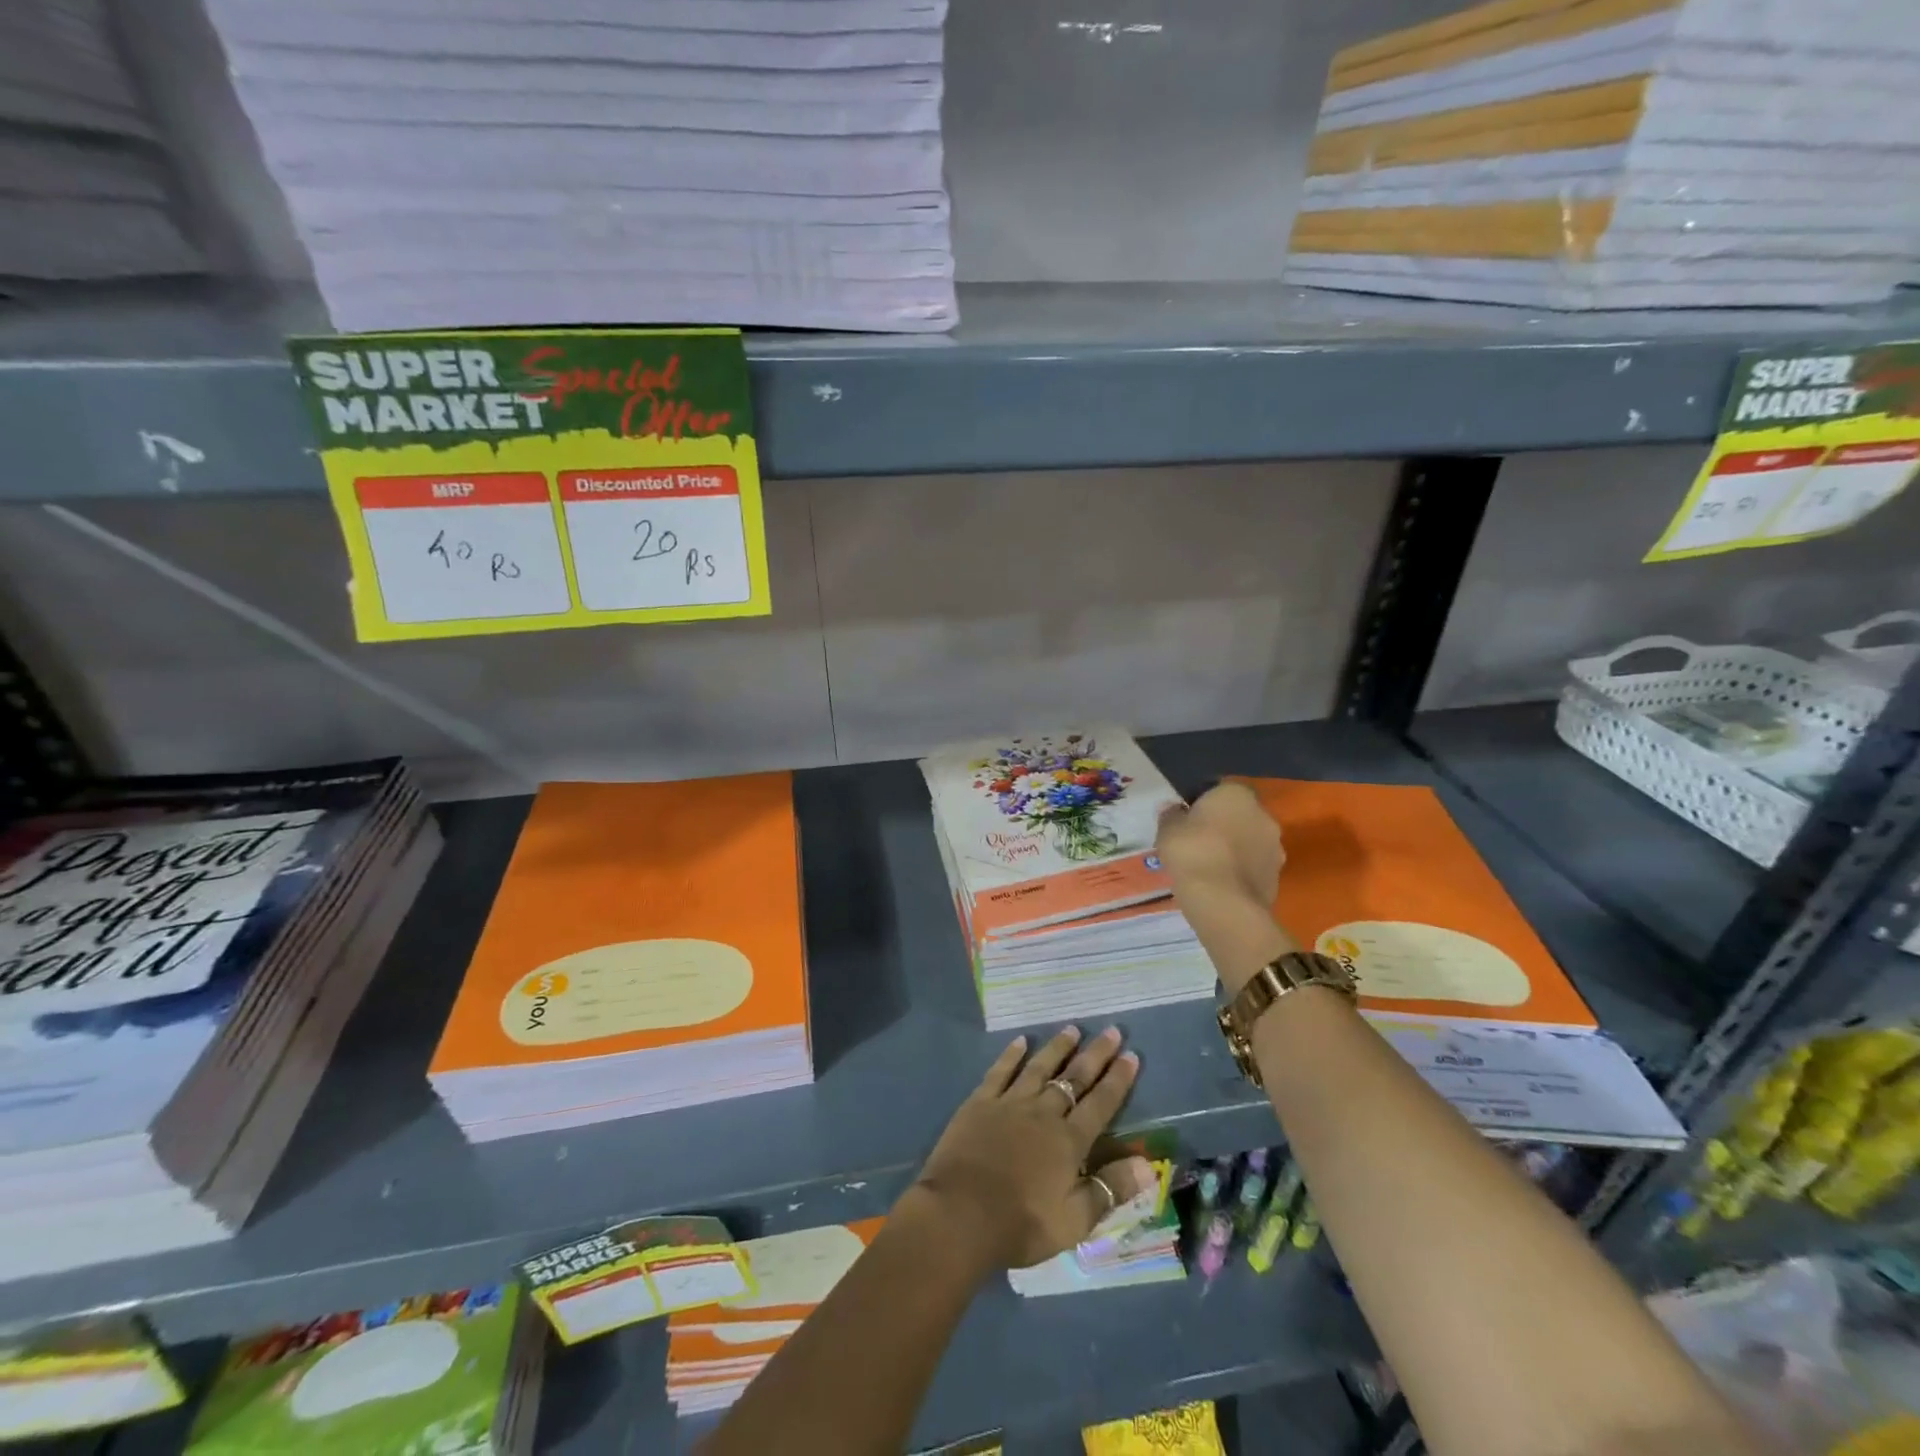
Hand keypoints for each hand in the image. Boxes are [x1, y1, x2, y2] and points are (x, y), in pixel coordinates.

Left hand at [910, 1026, 1155, 1271]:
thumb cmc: (1021, 1224)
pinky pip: (1001, 1071)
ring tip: (1073, 1028)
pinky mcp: (981, 1102)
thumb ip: (1110, 1189)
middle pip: (1074, 1078)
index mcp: (1068, 1141)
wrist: (961, 1213)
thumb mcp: (1074, 1221)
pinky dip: (1012, 1054)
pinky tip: (1021, 1041)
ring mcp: (1010, 1103)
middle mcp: (1043, 1112)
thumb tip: (1150, 1165)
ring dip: (1058, 1047)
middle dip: (1095, 1055)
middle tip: (1111, 1031)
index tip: (1131, 1055)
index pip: (1101, 1104)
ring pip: (1040, 1067)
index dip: (1118, 1080)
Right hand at [1156, 780, 1283, 906]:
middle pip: (1239, 815)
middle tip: (1197, 842)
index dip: (1202, 803)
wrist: (1223, 902)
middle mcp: (1264, 815)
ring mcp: (1276, 848)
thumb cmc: (1192, 853)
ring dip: (1235, 850)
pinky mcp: (1278, 877)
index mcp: (1237, 794)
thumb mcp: (1167, 830)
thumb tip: (1173, 809)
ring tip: (1208, 867)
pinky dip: (1240, 872)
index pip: (1220, 789)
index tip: (1187, 818)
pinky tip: (1220, 885)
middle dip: (1223, 826)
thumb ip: (1171, 815)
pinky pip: (1254, 868)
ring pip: (1250, 842)